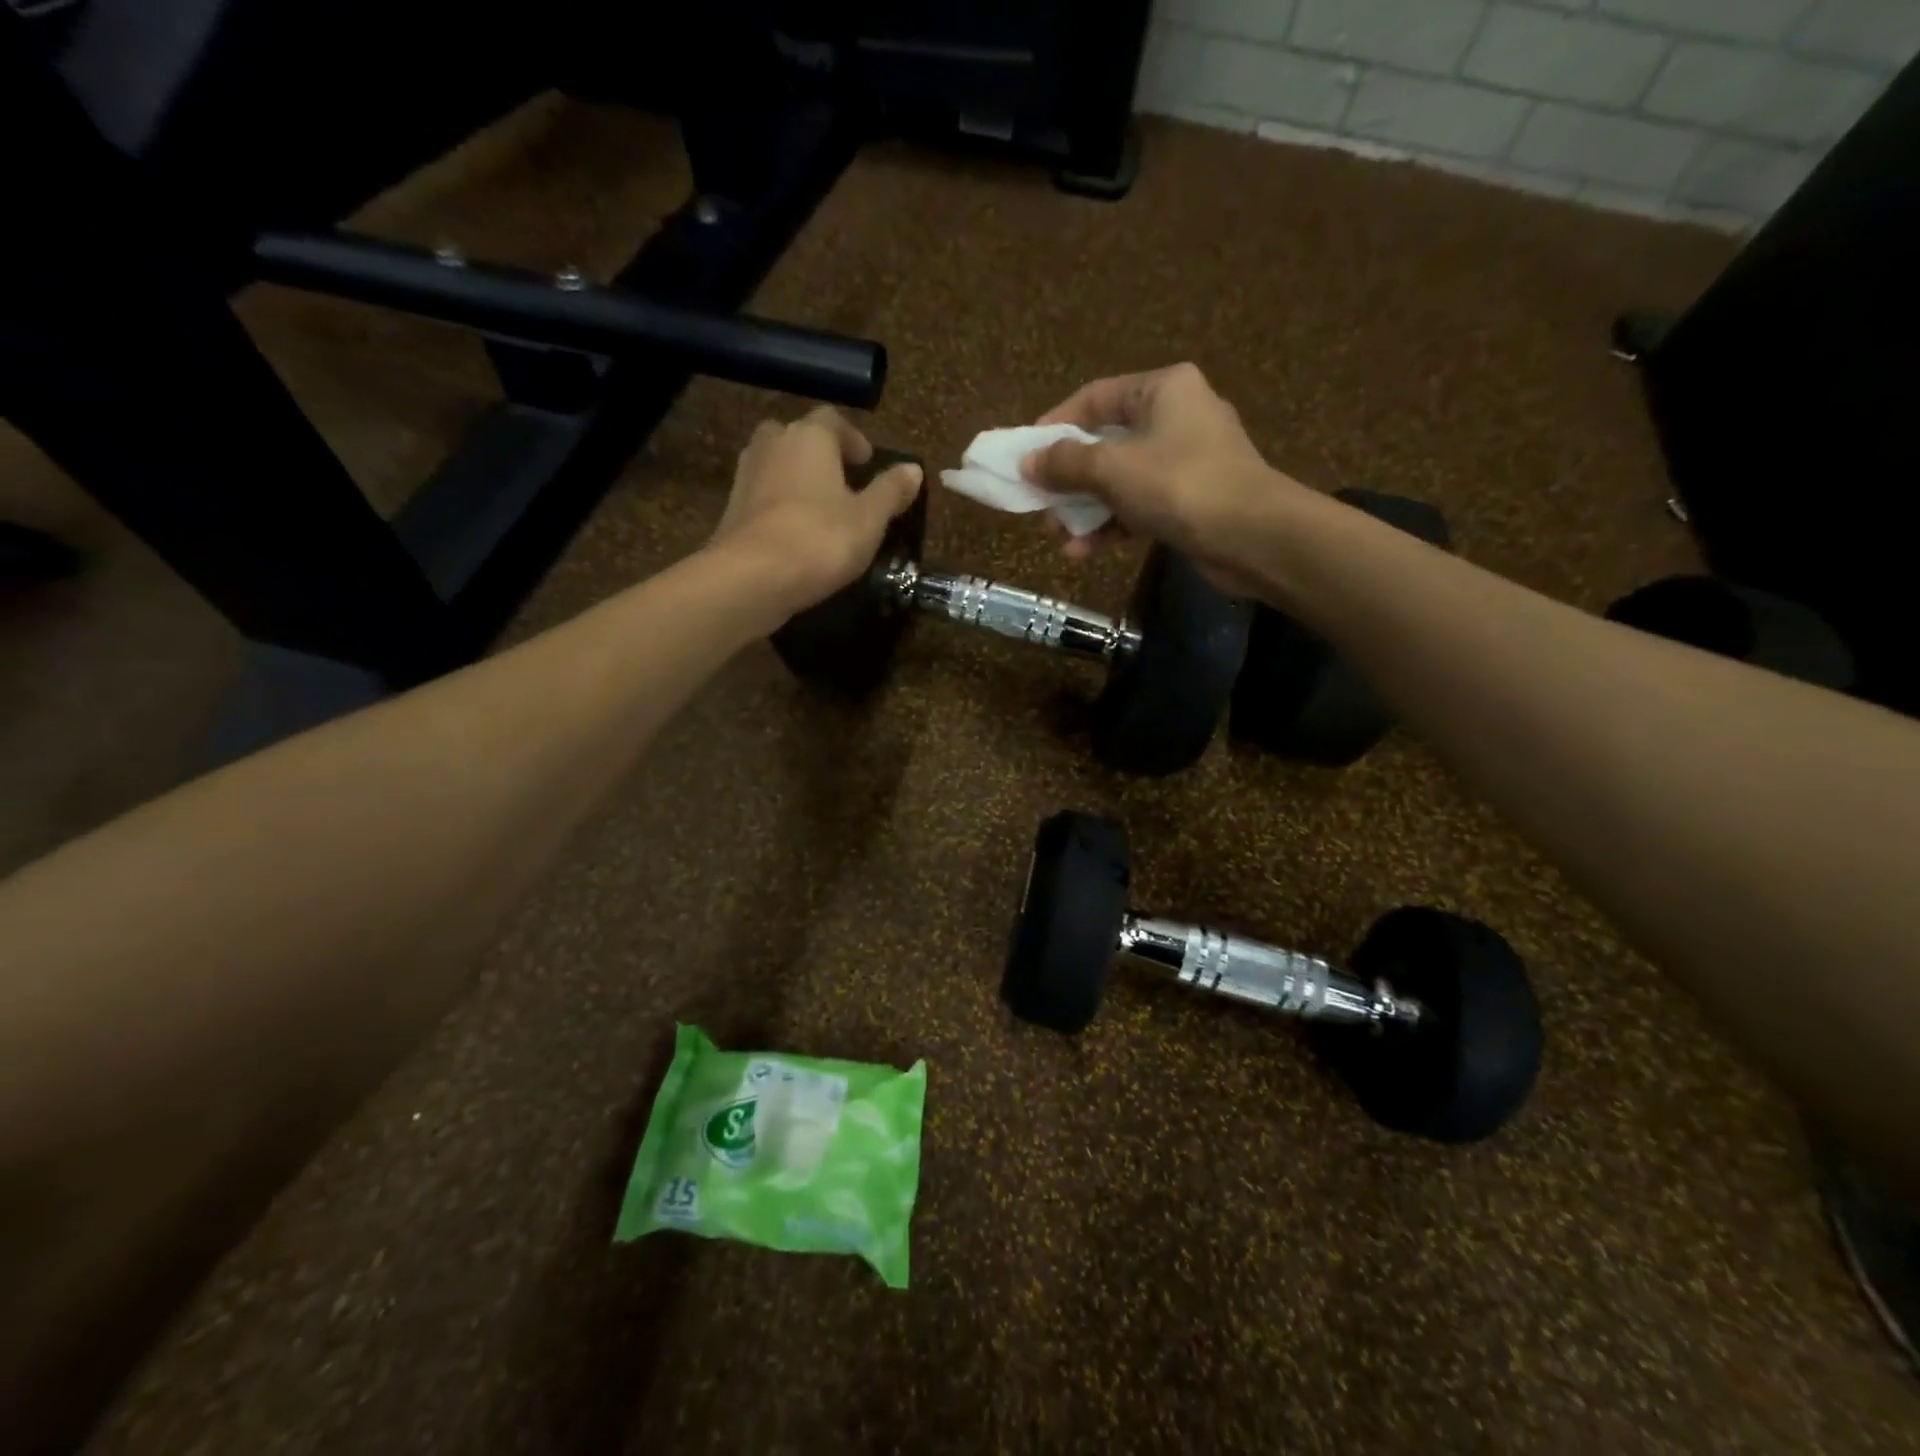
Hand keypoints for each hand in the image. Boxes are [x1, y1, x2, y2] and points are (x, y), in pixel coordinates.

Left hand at [710, 407, 922, 614]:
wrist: (753, 577)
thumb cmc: (820, 539)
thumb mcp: (869, 519)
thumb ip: (891, 491)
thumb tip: (913, 469)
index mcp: (809, 437)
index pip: (833, 420)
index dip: (853, 439)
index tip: (868, 462)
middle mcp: (773, 444)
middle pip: (797, 436)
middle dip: (819, 453)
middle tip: (841, 480)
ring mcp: (746, 475)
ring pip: (776, 464)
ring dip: (797, 478)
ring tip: (820, 508)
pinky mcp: (731, 509)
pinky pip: (762, 495)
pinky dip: (778, 505)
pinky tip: (795, 533)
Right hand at [1024, 363, 1308, 591]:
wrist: (1255, 537)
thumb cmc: (1181, 485)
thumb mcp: (1113, 469)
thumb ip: (1065, 463)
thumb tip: (1027, 462)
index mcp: (1163, 389)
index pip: (1094, 398)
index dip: (1054, 426)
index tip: (1024, 456)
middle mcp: (1176, 416)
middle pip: (1104, 442)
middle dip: (1068, 479)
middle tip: (1039, 505)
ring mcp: (1185, 461)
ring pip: (1119, 480)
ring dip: (1085, 509)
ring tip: (1058, 537)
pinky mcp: (1190, 500)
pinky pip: (1138, 506)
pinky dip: (1111, 526)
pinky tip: (1084, 552)